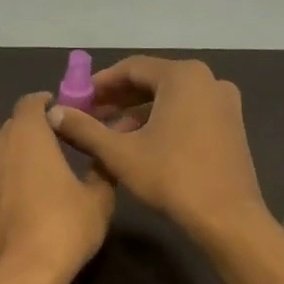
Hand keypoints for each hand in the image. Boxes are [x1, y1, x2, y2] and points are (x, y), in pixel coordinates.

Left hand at [0, 93, 115, 283]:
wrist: (21, 276)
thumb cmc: (63, 228)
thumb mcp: (98, 198)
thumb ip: (102, 168)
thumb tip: (109, 150)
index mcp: (26, 136)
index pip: (31, 102)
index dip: (49, 103)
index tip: (69, 112)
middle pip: (15, 126)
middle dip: (37, 128)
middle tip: (65, 141)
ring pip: (4, 152)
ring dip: (24, 154)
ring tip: (51, 169)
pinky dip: (14, 177)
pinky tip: (35, 197)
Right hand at [47, 56, 265, 244]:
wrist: (227, 216)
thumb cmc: (171, 178)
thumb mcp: (120, 154)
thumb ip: (85, 130)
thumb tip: (54, 113)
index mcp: (182, 76)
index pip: (131, 67)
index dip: (99, 83)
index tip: (77, 99)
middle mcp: (208, 80)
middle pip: (152, 80)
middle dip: (118, 98)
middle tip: (89, 116)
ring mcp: (223, 102)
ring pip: (170, 98)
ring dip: (138, 113)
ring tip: (110, 135)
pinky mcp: (230, 125)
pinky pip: (188, 112)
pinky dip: (162, 121)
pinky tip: (142, 144)